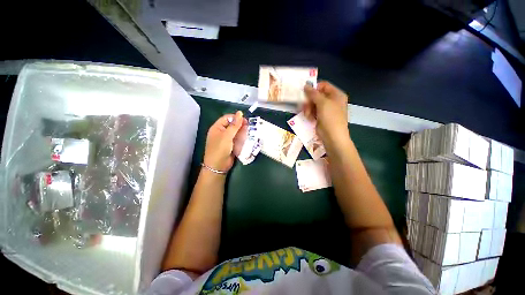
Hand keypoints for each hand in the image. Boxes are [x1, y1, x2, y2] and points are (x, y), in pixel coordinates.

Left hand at [203, 111, 245, 171]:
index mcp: (217, 127)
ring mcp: (227, 139)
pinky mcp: (232, 145)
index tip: (245, 120)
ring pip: (236, 132)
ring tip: (250, 132)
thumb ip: (234, 125)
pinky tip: (248, 138)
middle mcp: (222, 132)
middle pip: (232, 125)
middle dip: (240, 125)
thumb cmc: (220, 149)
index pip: (227, 118)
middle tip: (249, 126)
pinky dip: (242, 138)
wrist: (218, 166)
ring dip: (243, 132)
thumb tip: (240, 113)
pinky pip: (238, 139)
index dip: (236, 118)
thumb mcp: (227, 136)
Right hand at [303, 81, 349, 149]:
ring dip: (308, 109)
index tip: (305, 92)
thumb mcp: (323, 103)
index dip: (314, 88)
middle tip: (305, 106)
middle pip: (317, 95)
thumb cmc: (330, 118)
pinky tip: (309, 118)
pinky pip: (313, 111)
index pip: (323, 86)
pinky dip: (310, 114)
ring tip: (308, 115)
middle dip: (309, 101)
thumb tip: (306, 85)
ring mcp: (326, 110)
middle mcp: (332, 101)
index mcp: (336, 94)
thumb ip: (313, 94)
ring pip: (313, 104)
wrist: (333, 136)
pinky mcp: (321, 117)